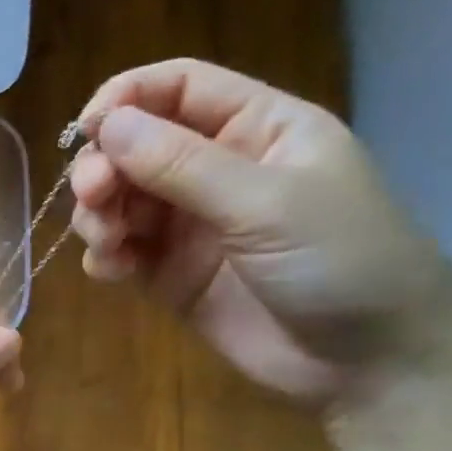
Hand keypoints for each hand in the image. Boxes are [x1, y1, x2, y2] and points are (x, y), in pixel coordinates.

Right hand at [69, 58, 451, 411]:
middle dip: (104, 168)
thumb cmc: (340, 261)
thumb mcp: (265, 203)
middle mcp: (217, 169)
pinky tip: (113, 270)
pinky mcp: (170, 275)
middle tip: (93, 198)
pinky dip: (105, 256)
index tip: (85, 130)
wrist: (366, 361)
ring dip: (98, 216)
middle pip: (136, 147)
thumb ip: (182, 165)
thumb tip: (107, 125)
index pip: (179, 89)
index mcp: (257, 128)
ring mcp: (190, 226)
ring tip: (108, 244)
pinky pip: (121, 252)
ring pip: (120, 201)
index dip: (127, 99)